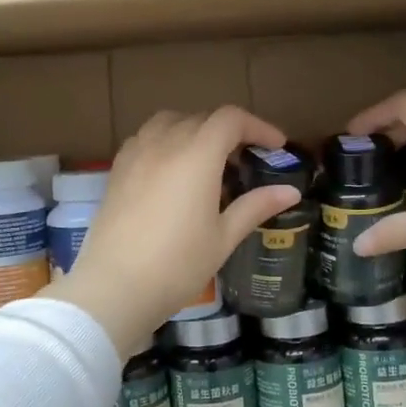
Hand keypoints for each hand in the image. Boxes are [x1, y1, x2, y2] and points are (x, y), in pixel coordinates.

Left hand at [43, 107, 301, 356]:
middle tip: (246, 160)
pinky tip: (170, 170)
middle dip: (229, 131)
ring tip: (207, 159)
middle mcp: (164, 143)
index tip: (276, 146)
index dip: (258, 127)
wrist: (114, 287)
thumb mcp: (223, 238)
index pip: (231, 120)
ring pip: (169, 122)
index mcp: (197, 155)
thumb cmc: (177, 265)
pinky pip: (145, 138)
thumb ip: (255, 206)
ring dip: (194, 130)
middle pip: (201, 119)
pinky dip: (165, 141)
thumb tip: (291, 191)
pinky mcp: (116, 170)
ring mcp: (136, 154)